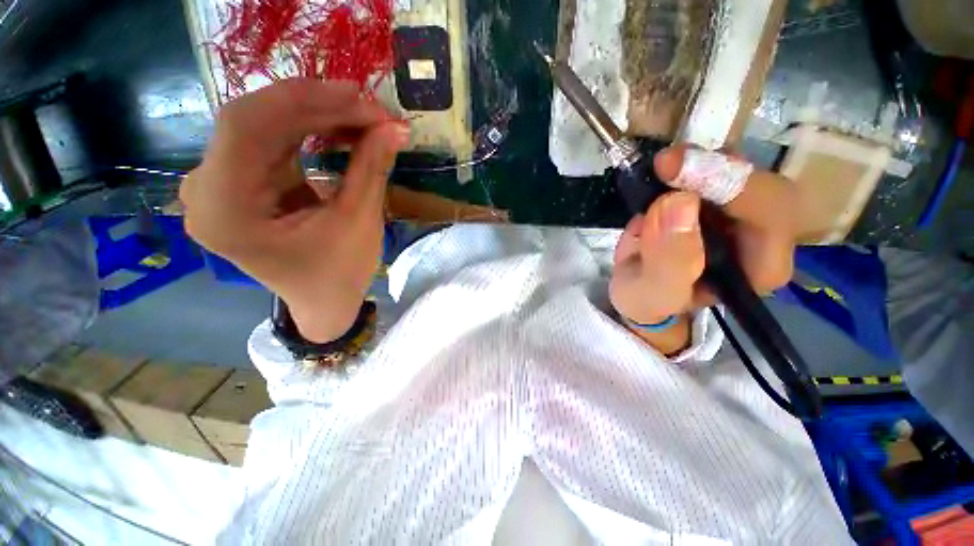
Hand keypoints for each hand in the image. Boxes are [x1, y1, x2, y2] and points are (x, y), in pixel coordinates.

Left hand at [180, 79, 408, 341]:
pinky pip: (271, 140)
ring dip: (317, 116)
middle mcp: (206, 190)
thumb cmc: (339, 274)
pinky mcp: (239, 181)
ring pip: (263, 125)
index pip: (248, 126)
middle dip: (318, 107)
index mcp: (225, 211)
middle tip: (372, 108)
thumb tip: (395, 127)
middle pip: (254, 120)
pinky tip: (341, 129)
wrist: (323, 301)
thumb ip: (371, 169)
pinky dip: (309, 130)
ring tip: (364, 118)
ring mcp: (219, 183)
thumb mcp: (359, 223)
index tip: (362, 99)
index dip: (306, 101)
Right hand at [609, 146, 797, 354]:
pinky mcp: (713, 201)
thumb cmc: (650, 301)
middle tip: (665, 165)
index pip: (770, 209)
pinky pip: (710, 168)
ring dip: (696, 161)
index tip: (672, 170)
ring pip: (736, 167)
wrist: (639, 294)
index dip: (727, 182)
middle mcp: (760, 235)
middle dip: (712, 167)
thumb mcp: (653, 294)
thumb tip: (676, 203)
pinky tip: (659, 177)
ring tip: (659, 172)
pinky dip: (683, 165)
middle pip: (758, 179)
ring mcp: (737, 213)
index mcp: (760, 265)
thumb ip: (668, 262)